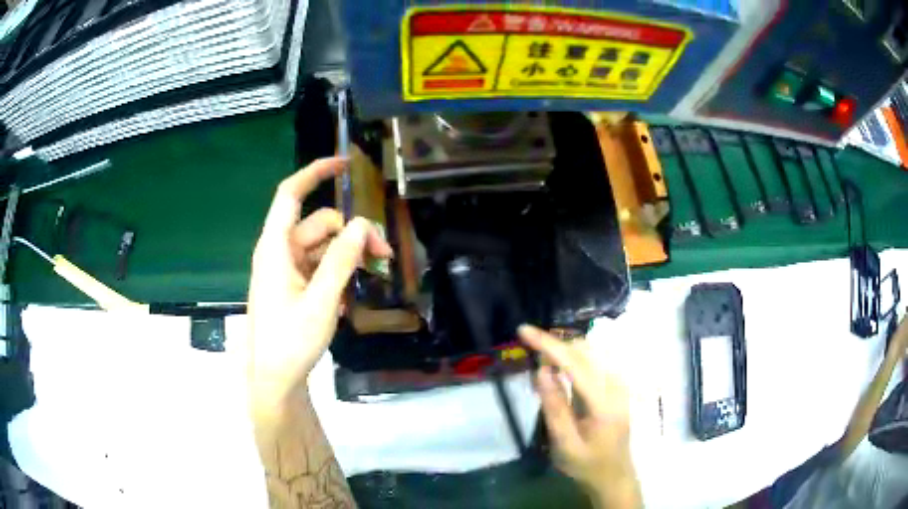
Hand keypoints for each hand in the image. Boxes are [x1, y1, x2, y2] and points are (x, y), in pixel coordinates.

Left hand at [248, 157, 391, 414]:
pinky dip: (339, 271)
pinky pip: (320, 265)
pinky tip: (351, 294)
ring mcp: (287, 269)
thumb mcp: (321, 302)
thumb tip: (362, 224)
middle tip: (384, 255)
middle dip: (352, 232)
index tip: (346, 165)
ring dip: (350, 254)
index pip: (291, 195)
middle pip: (320, 224)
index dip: (315, 173)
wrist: (275, 378)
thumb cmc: (290, 342)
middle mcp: (280, 252)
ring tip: (375, 274)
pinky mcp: (294, 285)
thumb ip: (341, 261)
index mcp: (276, 248)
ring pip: (324, 246)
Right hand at [519, 325, 641, 508]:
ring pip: (592, 351)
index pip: (575, 363)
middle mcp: (616, 386)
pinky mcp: (619, 385)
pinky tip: (564, 372)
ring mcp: (621, 384)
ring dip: (566, 351)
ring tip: (546, 369)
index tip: (524, 331)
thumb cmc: (587, 464)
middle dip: (555, 346)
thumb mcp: (564, 444)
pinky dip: (576, 358)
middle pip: (585, 350)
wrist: (614, 475)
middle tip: (532, 360)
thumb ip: (554, 407)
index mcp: (603, 403)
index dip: (548, 344)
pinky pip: (596, 359)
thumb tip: (541, 371)